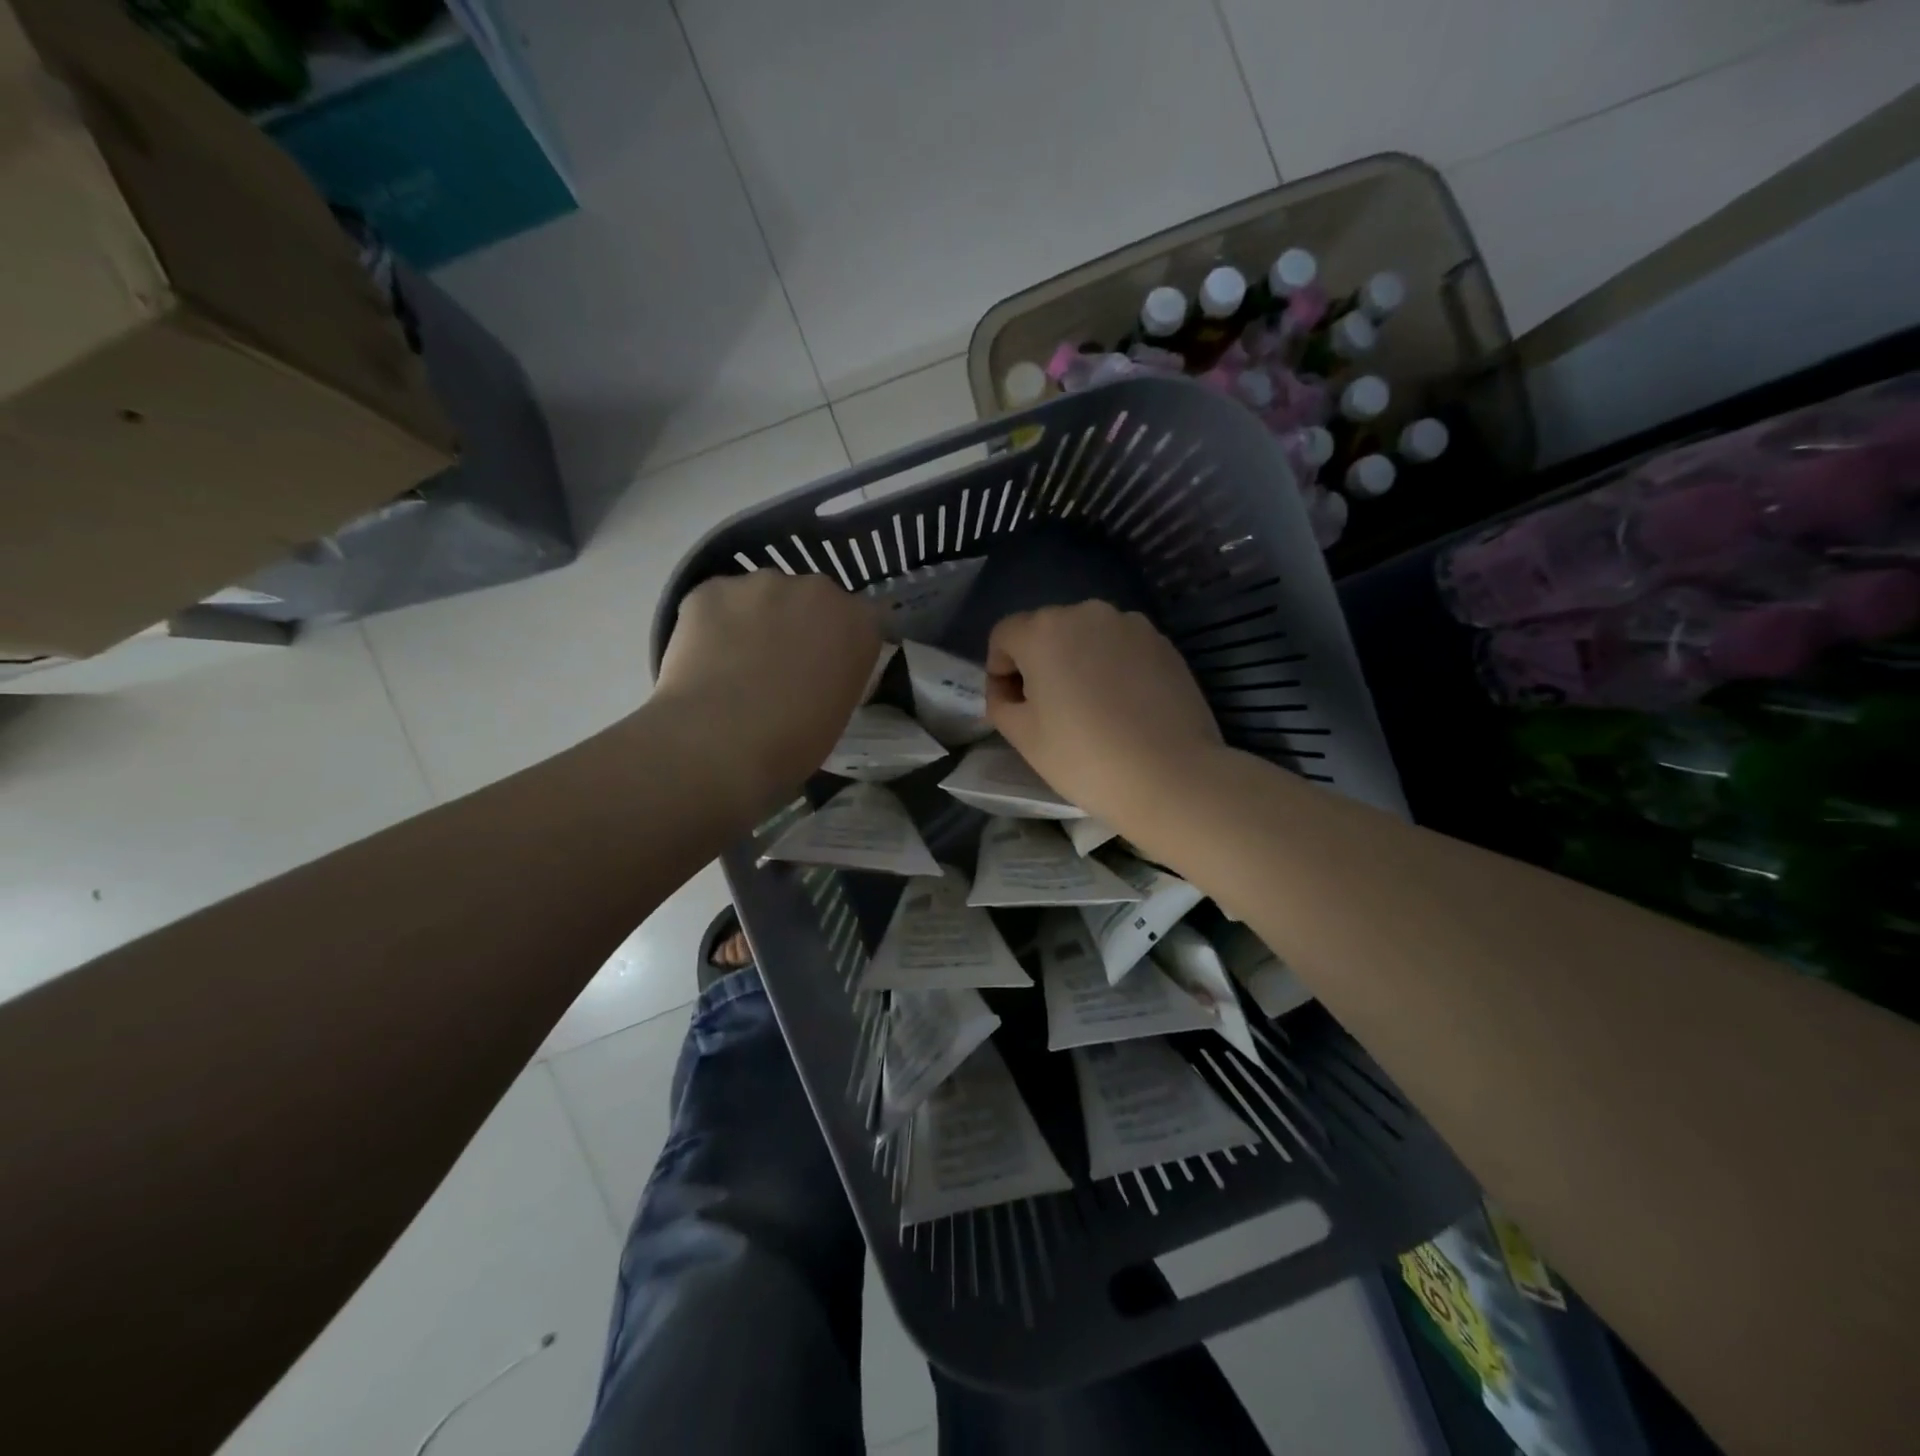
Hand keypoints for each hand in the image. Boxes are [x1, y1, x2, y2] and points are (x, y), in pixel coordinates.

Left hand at [653, 571, 880, 817]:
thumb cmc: (794, 741)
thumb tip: (821, 670)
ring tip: (734, 663)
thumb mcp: (840, 711)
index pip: (863, 617)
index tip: (827, 664)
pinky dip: (714, 623)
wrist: (721, 741)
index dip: (842, 640)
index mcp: (859, 622)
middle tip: (779, 664)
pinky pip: (718, 601)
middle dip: (799, 623)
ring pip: (762, 596)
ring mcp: (762, 583)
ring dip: (756, 619)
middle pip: (811, 599)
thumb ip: (839, 674)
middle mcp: (817, 590)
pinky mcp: (712, 588)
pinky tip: (704, 659)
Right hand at [985, 602, 1221, 832]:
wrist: (1171, 776)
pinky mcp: (1163, 643)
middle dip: (1039, 663)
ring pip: (1087, 637)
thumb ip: (1001, 703)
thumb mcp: (1023, 737)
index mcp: (1044, 631)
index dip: (999, 671)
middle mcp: (1087, 613)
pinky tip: (1125, 708)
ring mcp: (1131, 625)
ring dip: (1078, 662)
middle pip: (1046, 631)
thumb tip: (1010, 691)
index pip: (1004, 636)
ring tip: (1092, 709)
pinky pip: (1122, 648)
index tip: (1013, 707)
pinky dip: (1113, 668)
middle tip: (1050, 711)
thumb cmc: (1084, 758)